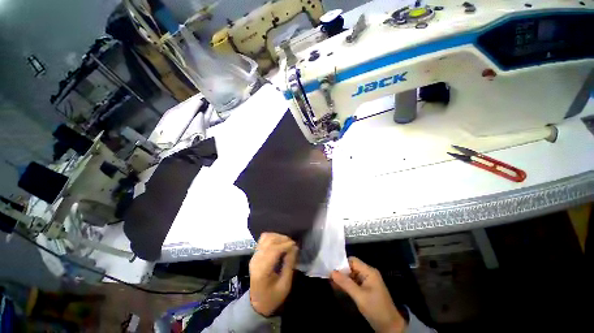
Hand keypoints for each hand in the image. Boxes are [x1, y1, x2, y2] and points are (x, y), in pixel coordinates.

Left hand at [249, 232, 298, 316]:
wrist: (257, 303)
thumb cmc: (272, 297)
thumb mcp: (285, 285)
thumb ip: (289, 265)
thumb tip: (295, 248)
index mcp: (262, 271)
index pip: (273, 250)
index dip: (285, 245)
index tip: (295, 245)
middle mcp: (256, 260)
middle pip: (269, 241)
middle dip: (283, 239)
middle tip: (293, 245)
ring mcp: (254, 255)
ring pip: (266, 237)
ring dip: (278, 237)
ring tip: (287, 242)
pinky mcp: (255, 253)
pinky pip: (263, 239)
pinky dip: (272, 237)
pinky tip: (279, 242)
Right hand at [331, 257, 405, 332]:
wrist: (390, 326)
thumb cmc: (376, 308)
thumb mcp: (359, 296)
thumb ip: (346, 283)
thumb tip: (331, 272)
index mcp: (369, 271)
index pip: (352, 261)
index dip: (342, 263)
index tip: (331, 268)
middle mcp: (368, 273)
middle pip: (352, 267)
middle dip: (341, 271)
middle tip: (329, 276)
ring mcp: (368, 281)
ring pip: (352, 275)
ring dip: (343, 278)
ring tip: (331, 282)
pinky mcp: (366, 288)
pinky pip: (354, 282)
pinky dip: (347, 284)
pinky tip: (339, 287)